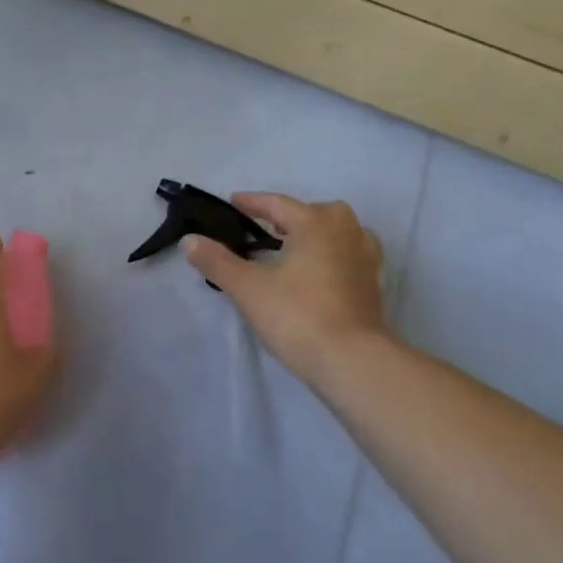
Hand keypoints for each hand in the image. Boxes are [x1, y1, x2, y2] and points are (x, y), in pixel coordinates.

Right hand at [184, 193, 387, 382]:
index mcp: (314, 224)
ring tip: (298, 248)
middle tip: (269, 227)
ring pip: (343, 232)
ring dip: (320, 233)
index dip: (253, 202)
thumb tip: (189, 240)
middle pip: (318, 211)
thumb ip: (217, 261)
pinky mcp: (374, 287)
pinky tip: (321, 273)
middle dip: (293, 215)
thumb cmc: (296, 314)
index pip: (278, 204)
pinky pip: (353, 256)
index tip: (233, 203)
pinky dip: (336, 255)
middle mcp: (345, 233)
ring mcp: (365, 260)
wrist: (351, 361)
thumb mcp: (247, 287)